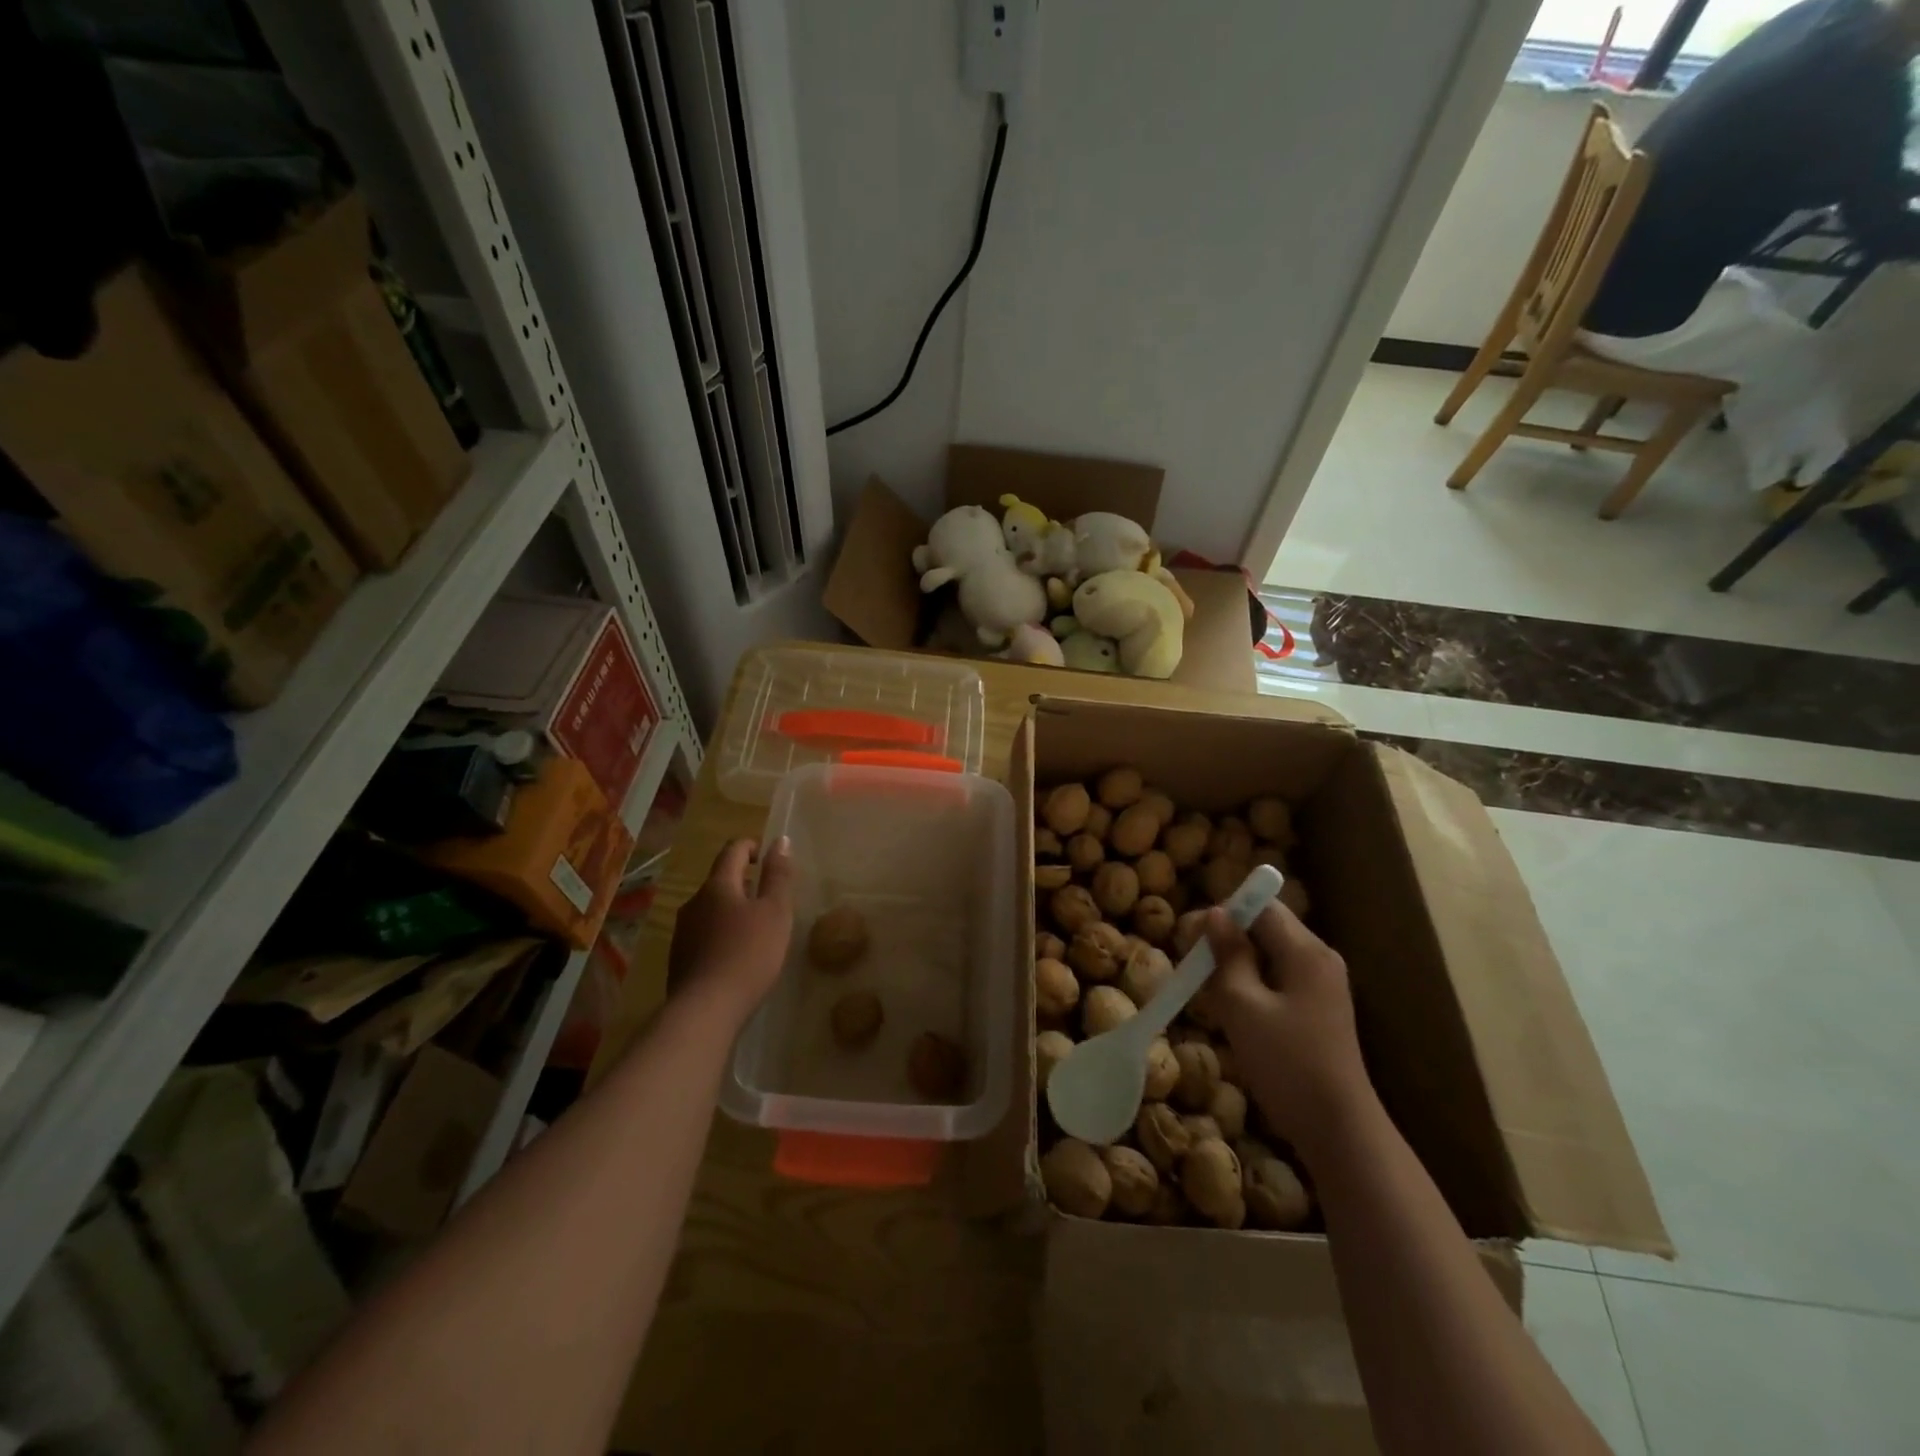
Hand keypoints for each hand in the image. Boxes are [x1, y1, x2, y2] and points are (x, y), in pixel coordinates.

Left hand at [667, 837, 793, 1020]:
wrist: (705, 1010)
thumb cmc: (748, 954)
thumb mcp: (776, 912)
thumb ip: (779, 875)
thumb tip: (781, 840)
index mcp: (718, 886)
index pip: (732, 851)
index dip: (752, 847)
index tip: (769, 857)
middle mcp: (694, 902)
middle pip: (720, 880)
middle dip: (744, 883)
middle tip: (770, 899)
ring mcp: (683, 932)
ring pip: (711, 909)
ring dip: (733, 910)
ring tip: (757, 930)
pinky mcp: (679, 958)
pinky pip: (704, 934)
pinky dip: (722, 935)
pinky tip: (737, 957)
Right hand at [1194, 903, 1374, 1165]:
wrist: (1338, 1130)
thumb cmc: (1287, 1063)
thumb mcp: (1243, 1006)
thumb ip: (1227, 955)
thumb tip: (1215, 913)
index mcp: (1306, 951)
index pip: (1260, 905)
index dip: (1223, 912)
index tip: (1190, 938)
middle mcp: (1318, 958)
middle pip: (1264, 926)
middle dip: (1226, 940)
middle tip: (1194, 969)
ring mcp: (1321, 984)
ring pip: (1268, 953)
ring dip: (1235, 964)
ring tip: (1208, 992)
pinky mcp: (1317, 1008)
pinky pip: (1277, 977)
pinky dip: (1251, 983)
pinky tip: (1233, 1010)